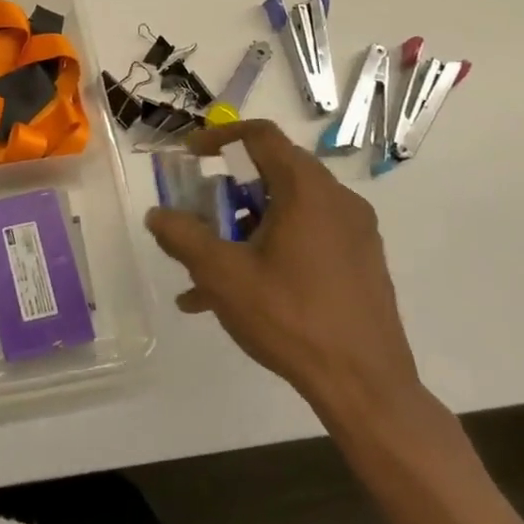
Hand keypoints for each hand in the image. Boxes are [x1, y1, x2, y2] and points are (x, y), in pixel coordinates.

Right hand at [145, 119, 423, 429]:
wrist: (367, 388)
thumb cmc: (290, 317)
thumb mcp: (222, 274)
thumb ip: (182, 236)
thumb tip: (156, 215)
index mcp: (307, 190)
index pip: (261, 136)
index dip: (220, 138)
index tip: (190, 157)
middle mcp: (337, 201)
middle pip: (273, 174)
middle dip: (227, 193)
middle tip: (198, 218)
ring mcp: (355, 234)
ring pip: (288, 211)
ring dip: (244, 228)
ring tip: (208, 271)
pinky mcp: (361, 264)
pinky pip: (307, 239)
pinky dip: (271, 250)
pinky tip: (240, 296)